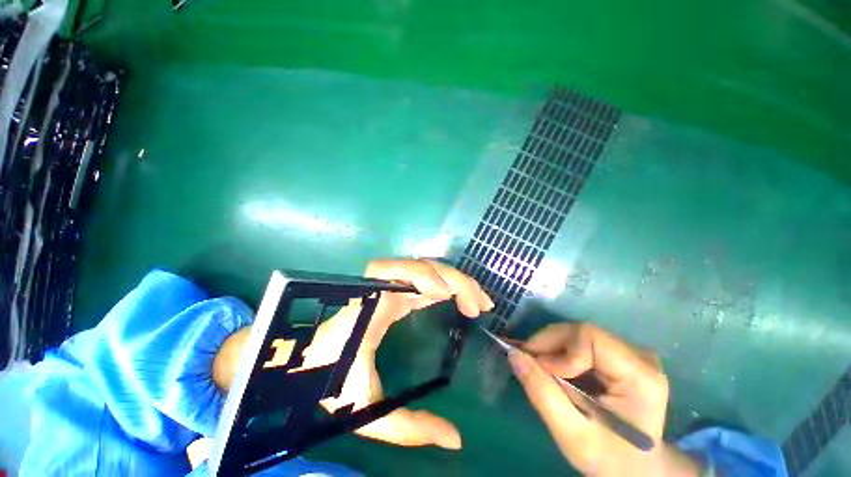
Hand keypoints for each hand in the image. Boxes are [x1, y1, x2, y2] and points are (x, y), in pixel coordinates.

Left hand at [213, 259, 492, 449]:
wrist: (302, 363)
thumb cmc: (327, 380)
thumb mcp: (367, 408)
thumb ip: (409, 427)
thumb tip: (455, 440)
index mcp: (372, 304)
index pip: (401, 274)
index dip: (429, 277)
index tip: (455, 298)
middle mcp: (380, 288)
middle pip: (421, 266)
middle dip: (455, 279)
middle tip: (481, 304)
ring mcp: (386, 286)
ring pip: (424, 268)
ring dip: (453, 279)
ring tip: (476, 300)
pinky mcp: (390, 291)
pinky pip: (421, 278)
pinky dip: (443, 284)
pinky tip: (458, 298)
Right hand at [508, 323, 701, 476]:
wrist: (633, 468)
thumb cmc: (608, 458)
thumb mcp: (571, 434)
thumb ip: (541, 393)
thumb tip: (513, 354)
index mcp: (640, 376)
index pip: (589, 338)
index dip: (559, 350)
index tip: (541, 372)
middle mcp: (639, 356)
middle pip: (581, 332)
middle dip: (549, 345)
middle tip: (530, 365)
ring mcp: (630, 354)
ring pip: (577, 334)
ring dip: (552, 349)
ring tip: (540, 369)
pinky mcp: (619, 355)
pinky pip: (580, 342)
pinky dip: (560, 352)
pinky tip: (554, 369)